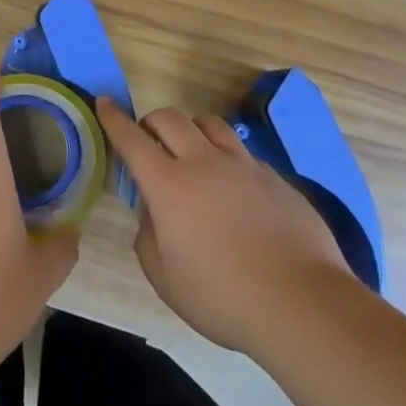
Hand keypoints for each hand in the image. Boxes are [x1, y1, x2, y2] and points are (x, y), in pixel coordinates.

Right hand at [100, 98, 348, 355]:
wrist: (302, 303)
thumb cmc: (222, 297)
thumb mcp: (165, 278)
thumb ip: (148, 237)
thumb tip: (153, 214)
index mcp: (168, 185)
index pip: (132, 139)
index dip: (114, 118)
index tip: (104, 102)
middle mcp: (204, 162)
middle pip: (170, 118)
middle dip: (151, 121)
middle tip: (148, 139)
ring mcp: (243, 166)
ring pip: (210, 124)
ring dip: (191, 130)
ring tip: (191, 152)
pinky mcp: (275, 177)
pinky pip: (242, 152)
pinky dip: (226, 157)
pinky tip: (233, 187)